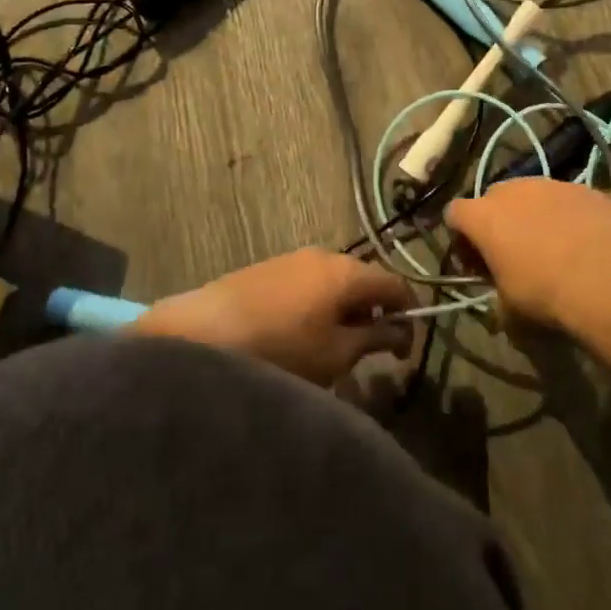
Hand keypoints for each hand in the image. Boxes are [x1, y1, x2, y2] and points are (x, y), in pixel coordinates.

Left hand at [133, 249, 413, 385]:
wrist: (202, 332)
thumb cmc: (280, 347)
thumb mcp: (334, 354)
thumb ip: (373, 339)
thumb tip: (398, 330)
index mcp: (348, 271)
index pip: (395, 284)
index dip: (408, 315)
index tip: (404, 352)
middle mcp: (324, 255)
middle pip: (364, 280)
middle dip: (373, 313)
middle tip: (369, 351)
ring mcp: (293, 258)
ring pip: (334, 283)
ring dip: (344, 311)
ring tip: (333, 348)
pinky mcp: (267, 269)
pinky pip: (308, 284)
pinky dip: (318, 306)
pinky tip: (301, 335)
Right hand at [445, 180, 610, 329]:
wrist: (609, 280)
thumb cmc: (546, 295)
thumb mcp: (509, 311)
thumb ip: (497, 298)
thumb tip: (502, 305)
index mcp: (484, 216)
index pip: (455, 213)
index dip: (461, 237)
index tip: (475, 263)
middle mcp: (513, 190)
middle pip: (493, 198)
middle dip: (497, 221)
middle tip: (512, 254)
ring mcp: (552, 184)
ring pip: (532, 194)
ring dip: (534, 215)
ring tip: (553, 246)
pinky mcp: (586, 189)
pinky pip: (567, 199)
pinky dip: (568, 215)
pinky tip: (583, 242)